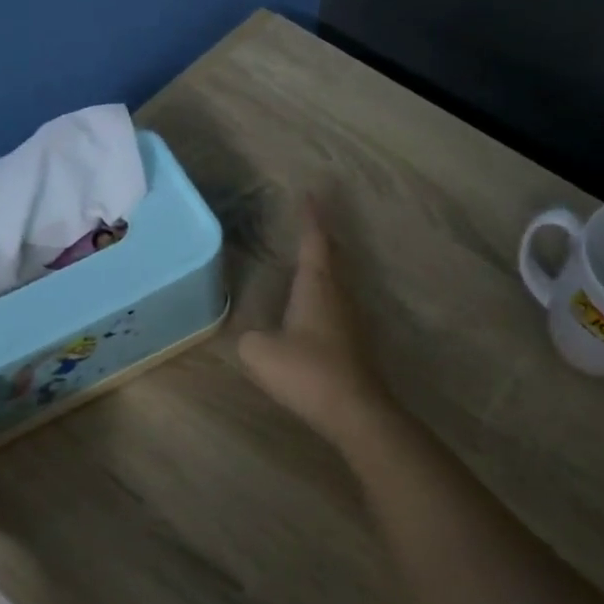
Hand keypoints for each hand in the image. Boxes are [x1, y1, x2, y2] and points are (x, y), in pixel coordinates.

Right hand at [237, 199, 395, 446]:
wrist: (353, 409)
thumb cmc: (306, 371)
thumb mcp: (259, 352)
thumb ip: (249, 337)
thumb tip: (254, 337)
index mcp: (317, 285)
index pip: (314, 240)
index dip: (310, 217)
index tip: (310, 194)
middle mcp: (339, 294)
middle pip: (333, 256)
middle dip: (321, 237)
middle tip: (310, 222)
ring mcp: (351, 318)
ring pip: (338, 281)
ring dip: (326, 266)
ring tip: (309, 259)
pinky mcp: (355, 341)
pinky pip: (338, 305)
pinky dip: (325, 294)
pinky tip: (314, 308)